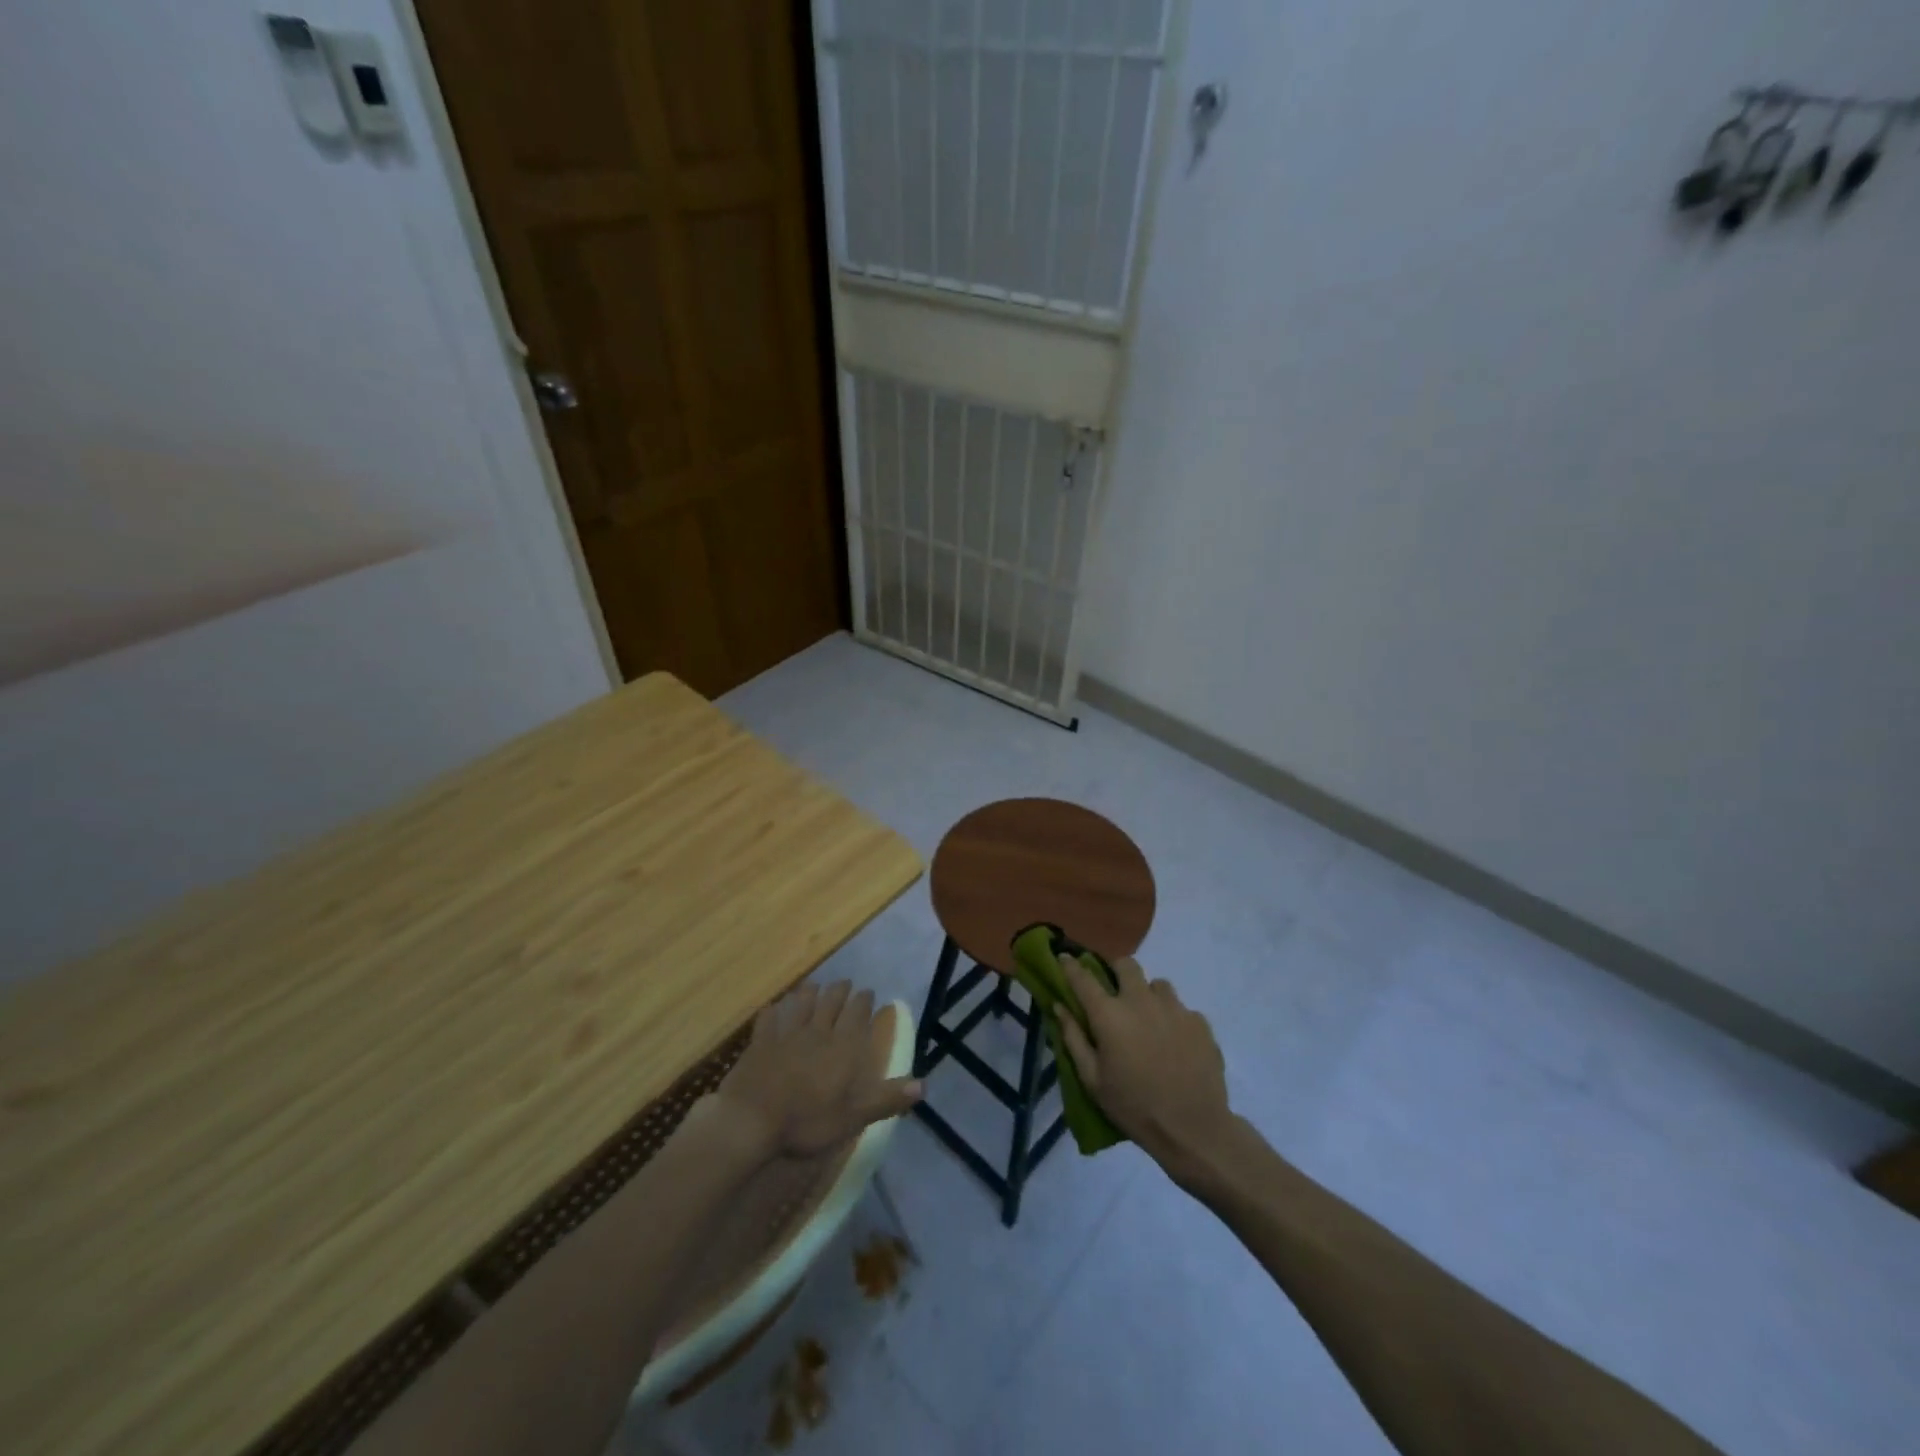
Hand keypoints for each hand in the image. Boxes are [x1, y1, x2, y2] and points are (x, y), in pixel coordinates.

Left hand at [710, 981, 921, 1161]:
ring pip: (801, 1005)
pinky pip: (768, 1020)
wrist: (751, 1121)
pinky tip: (774, 1007)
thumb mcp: (853, 1117)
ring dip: (810, 993)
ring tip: (815, 985)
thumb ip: (886, 1098)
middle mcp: (817, 1032)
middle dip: (840, 991)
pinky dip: (773, 1011)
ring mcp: (786, 1035)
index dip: (863, 1001)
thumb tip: (924, 1084)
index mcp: (842, 1048)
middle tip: (846, 983)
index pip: (857, 1015)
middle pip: (831, 1003)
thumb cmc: (806, 1121)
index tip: (868, 992)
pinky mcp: (760, 1043)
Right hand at [1057, 956, 1233, 1179]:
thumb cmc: (1134, 1107)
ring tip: (1149, 1022)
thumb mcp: (1092, 1080)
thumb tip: (1059, 1006)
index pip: (1083, 978)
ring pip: (1157, 985)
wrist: (1194, 1129)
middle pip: (1126, 965)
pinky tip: (1174, 1044)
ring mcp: (1174, 1008)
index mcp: (1110, 1015)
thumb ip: (1073, 1038)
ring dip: (1148, 996)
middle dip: (1116, 972)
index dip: (1070, 965)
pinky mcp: (1200, 1022)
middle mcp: (1141, 1001)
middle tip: (1115, 994)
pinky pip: (1181, 1009)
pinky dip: (1173, 1019)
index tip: (1064, 957)